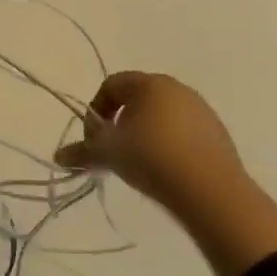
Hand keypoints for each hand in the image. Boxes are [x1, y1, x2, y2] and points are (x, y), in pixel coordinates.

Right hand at [56, 72, 276, 275]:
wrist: (210, 191)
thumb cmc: (151, 158)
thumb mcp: (109, 154)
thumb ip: (82, 152)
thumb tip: (59, 156)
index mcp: (149, 84)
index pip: (112, 84)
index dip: (95, 109)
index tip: (93, 139)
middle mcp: (177, 89)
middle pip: (138, 99)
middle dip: (120, 122)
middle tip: (113, 152)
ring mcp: (201, 110)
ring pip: (162, 116)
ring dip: (144, 134)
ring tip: (138, 164)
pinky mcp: (218, 134)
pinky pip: (183, 133)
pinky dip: (168, 145)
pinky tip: (165, 170)